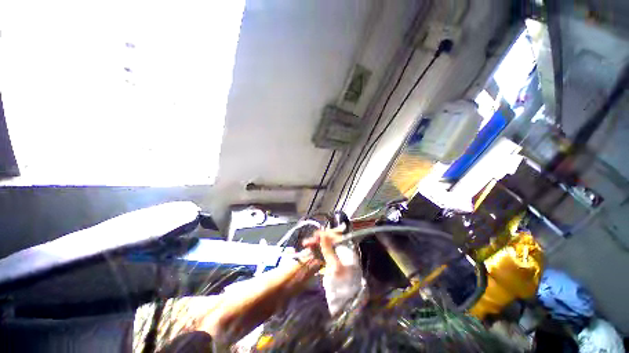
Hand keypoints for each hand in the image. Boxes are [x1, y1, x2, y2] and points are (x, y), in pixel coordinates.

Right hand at [302, 229, 363, 314]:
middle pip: (330, 241)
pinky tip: (310, 249)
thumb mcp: (335, 266)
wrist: (344, 302)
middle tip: (307, 242)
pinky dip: (316, 250)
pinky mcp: (331, 263)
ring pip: (325, 246)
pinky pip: (323, 253)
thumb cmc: (342, 283)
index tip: (315, 234)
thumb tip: (323, 235)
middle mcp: (343, 251)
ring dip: (316, 244)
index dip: (326, 234)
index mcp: (348, 250)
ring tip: (305, 244)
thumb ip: (328, 250)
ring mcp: (336, 257)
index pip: (337, 237)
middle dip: (319, 239)